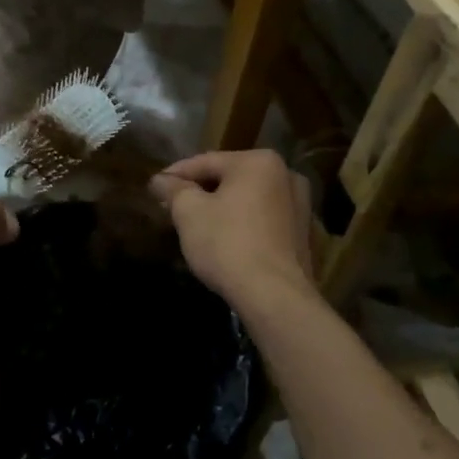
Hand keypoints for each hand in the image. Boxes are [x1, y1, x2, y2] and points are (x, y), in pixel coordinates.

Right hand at [148, 150, 315, 312]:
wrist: (274, 297)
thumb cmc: (228, 244)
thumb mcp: (189, 212)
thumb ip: (173, 189)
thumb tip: (160, 180)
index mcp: (259, 162)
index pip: (205, 162)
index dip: (175, 175)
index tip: (154, 187)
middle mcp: (286, 175)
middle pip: (229, 178)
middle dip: (199, 192)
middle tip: (171, 207)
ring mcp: (300, 206)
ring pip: (247, 200)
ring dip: (221, 208)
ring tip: (194, 225)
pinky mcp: (303, 234)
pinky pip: (262, 220)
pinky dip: (242, 224)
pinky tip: (223, 240)